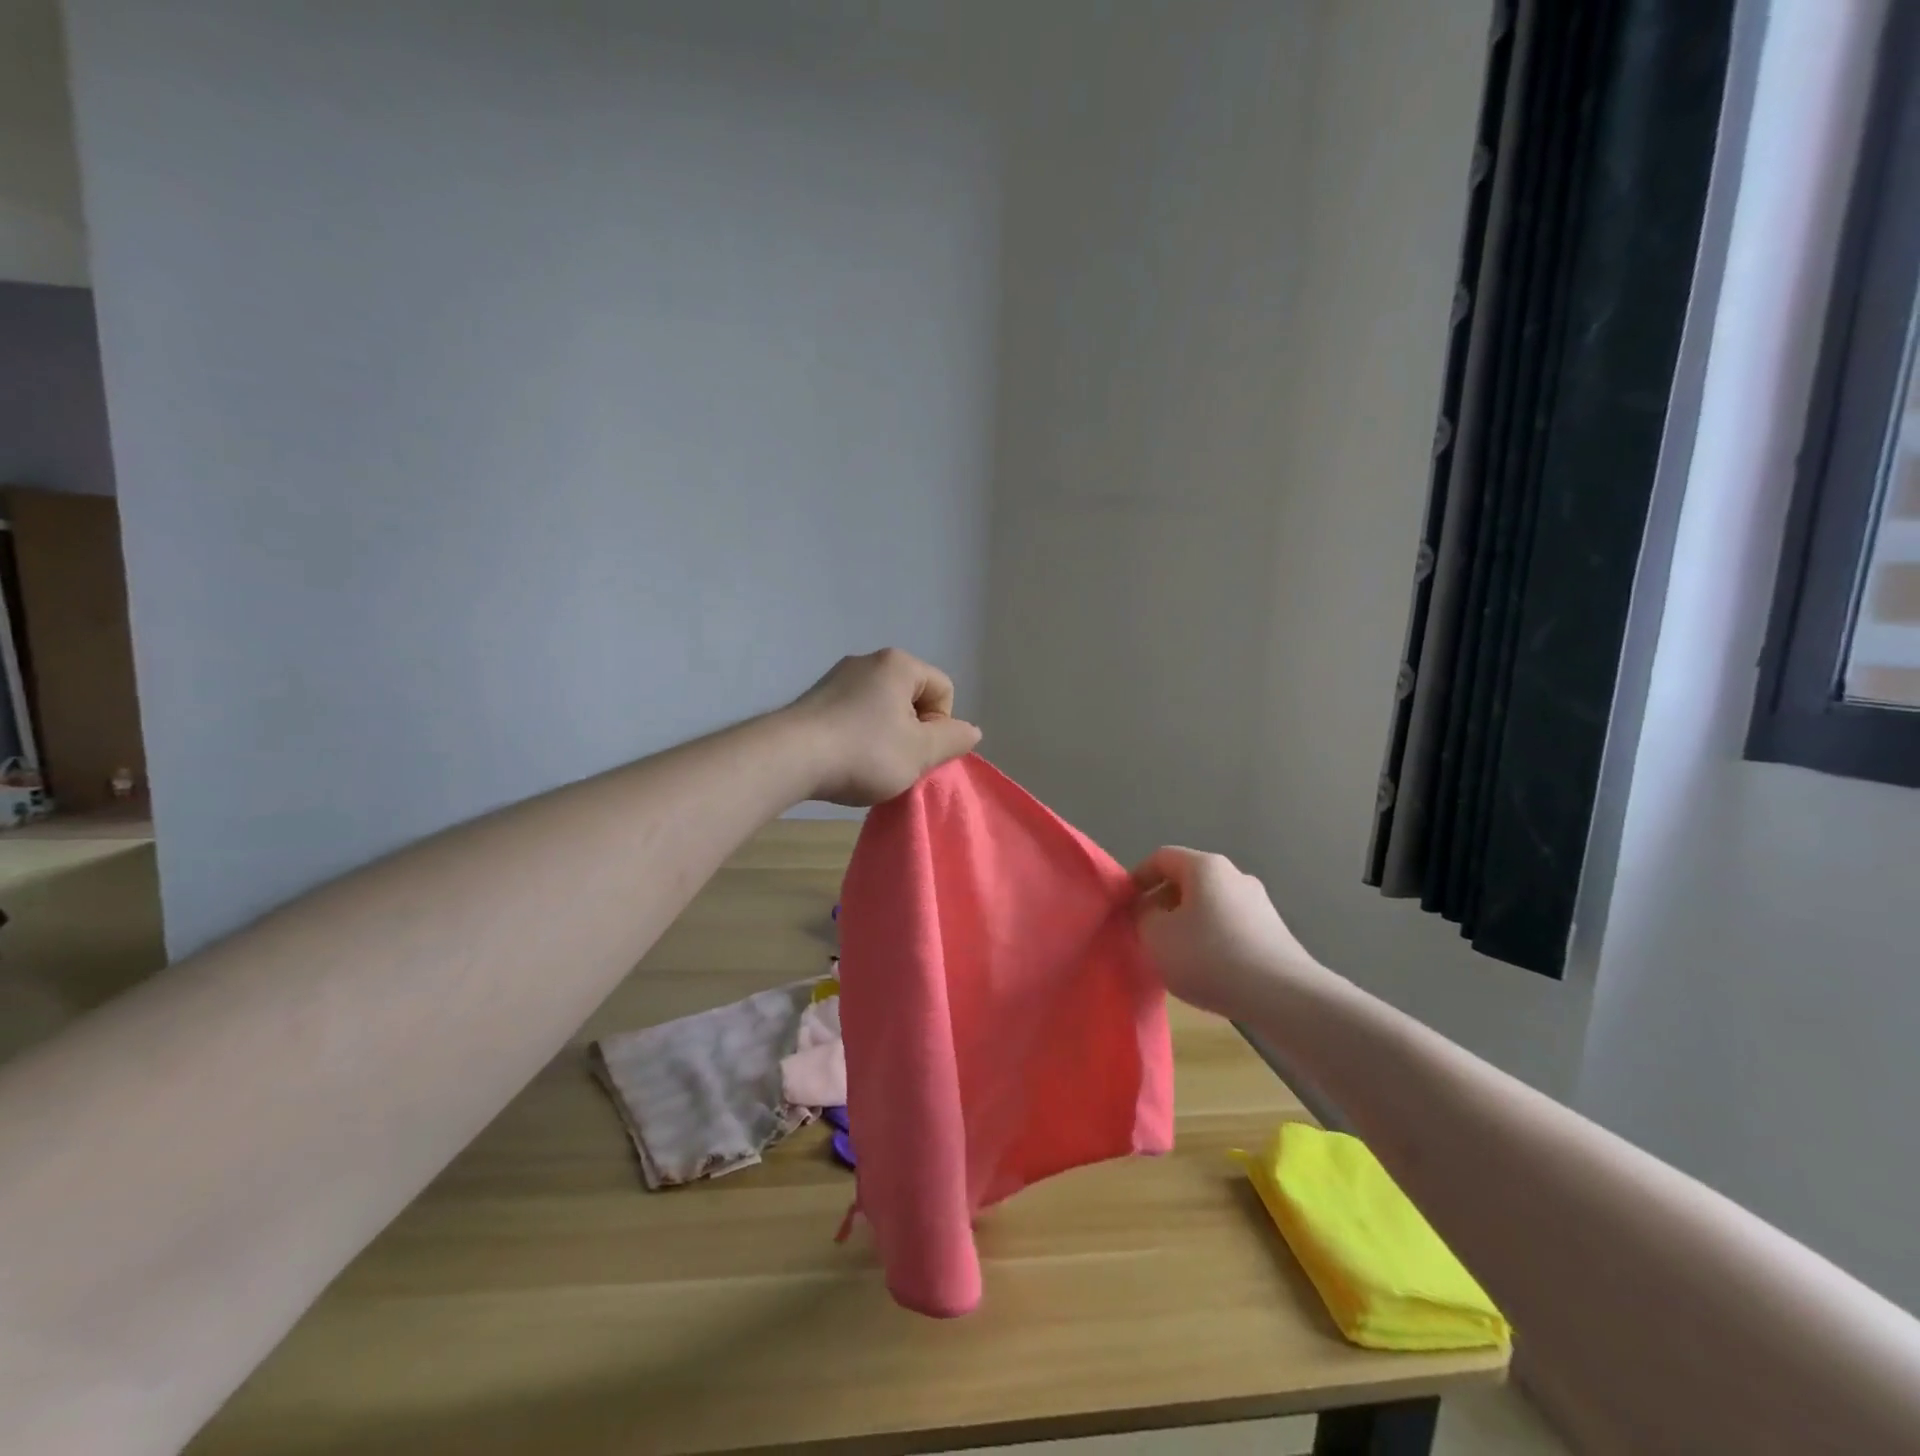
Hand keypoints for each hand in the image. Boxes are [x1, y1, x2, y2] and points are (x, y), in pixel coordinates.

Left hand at [785, 648, 982, 805]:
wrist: (789, 758)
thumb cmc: (864, 752)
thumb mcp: (921, 752)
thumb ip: (954, 740)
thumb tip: (971, 731)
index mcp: (898, 664)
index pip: (943, 690)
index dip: (941, 726)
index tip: (919, 752)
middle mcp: (867, 660)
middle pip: (912, 698)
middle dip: (912, 731)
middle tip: (898, 763)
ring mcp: (837, 677)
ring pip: (882, 708)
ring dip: (885, 737)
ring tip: (868, 765)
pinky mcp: (815, 698)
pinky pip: (854, 714)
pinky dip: (858, 736)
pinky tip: (845, 759)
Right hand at [1131, 847, 1315, 1016]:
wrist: (1283, 996)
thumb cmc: (1210, 956)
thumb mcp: (1156, 936)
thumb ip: (1142, 916)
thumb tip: (1149, 910)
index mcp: (1205, 866)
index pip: (1161, 858)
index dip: (1138, 877)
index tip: (1125, 906)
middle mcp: (1235, 875)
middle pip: (1187, 880)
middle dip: (1162, 903)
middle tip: (1146, 932)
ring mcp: (1259, 903)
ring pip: (1209, 905)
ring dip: (1186, 923)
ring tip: (1175, 955)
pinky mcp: (1273, 931)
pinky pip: (1230, 925)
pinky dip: (1211, 939)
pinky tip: (1207, 969)